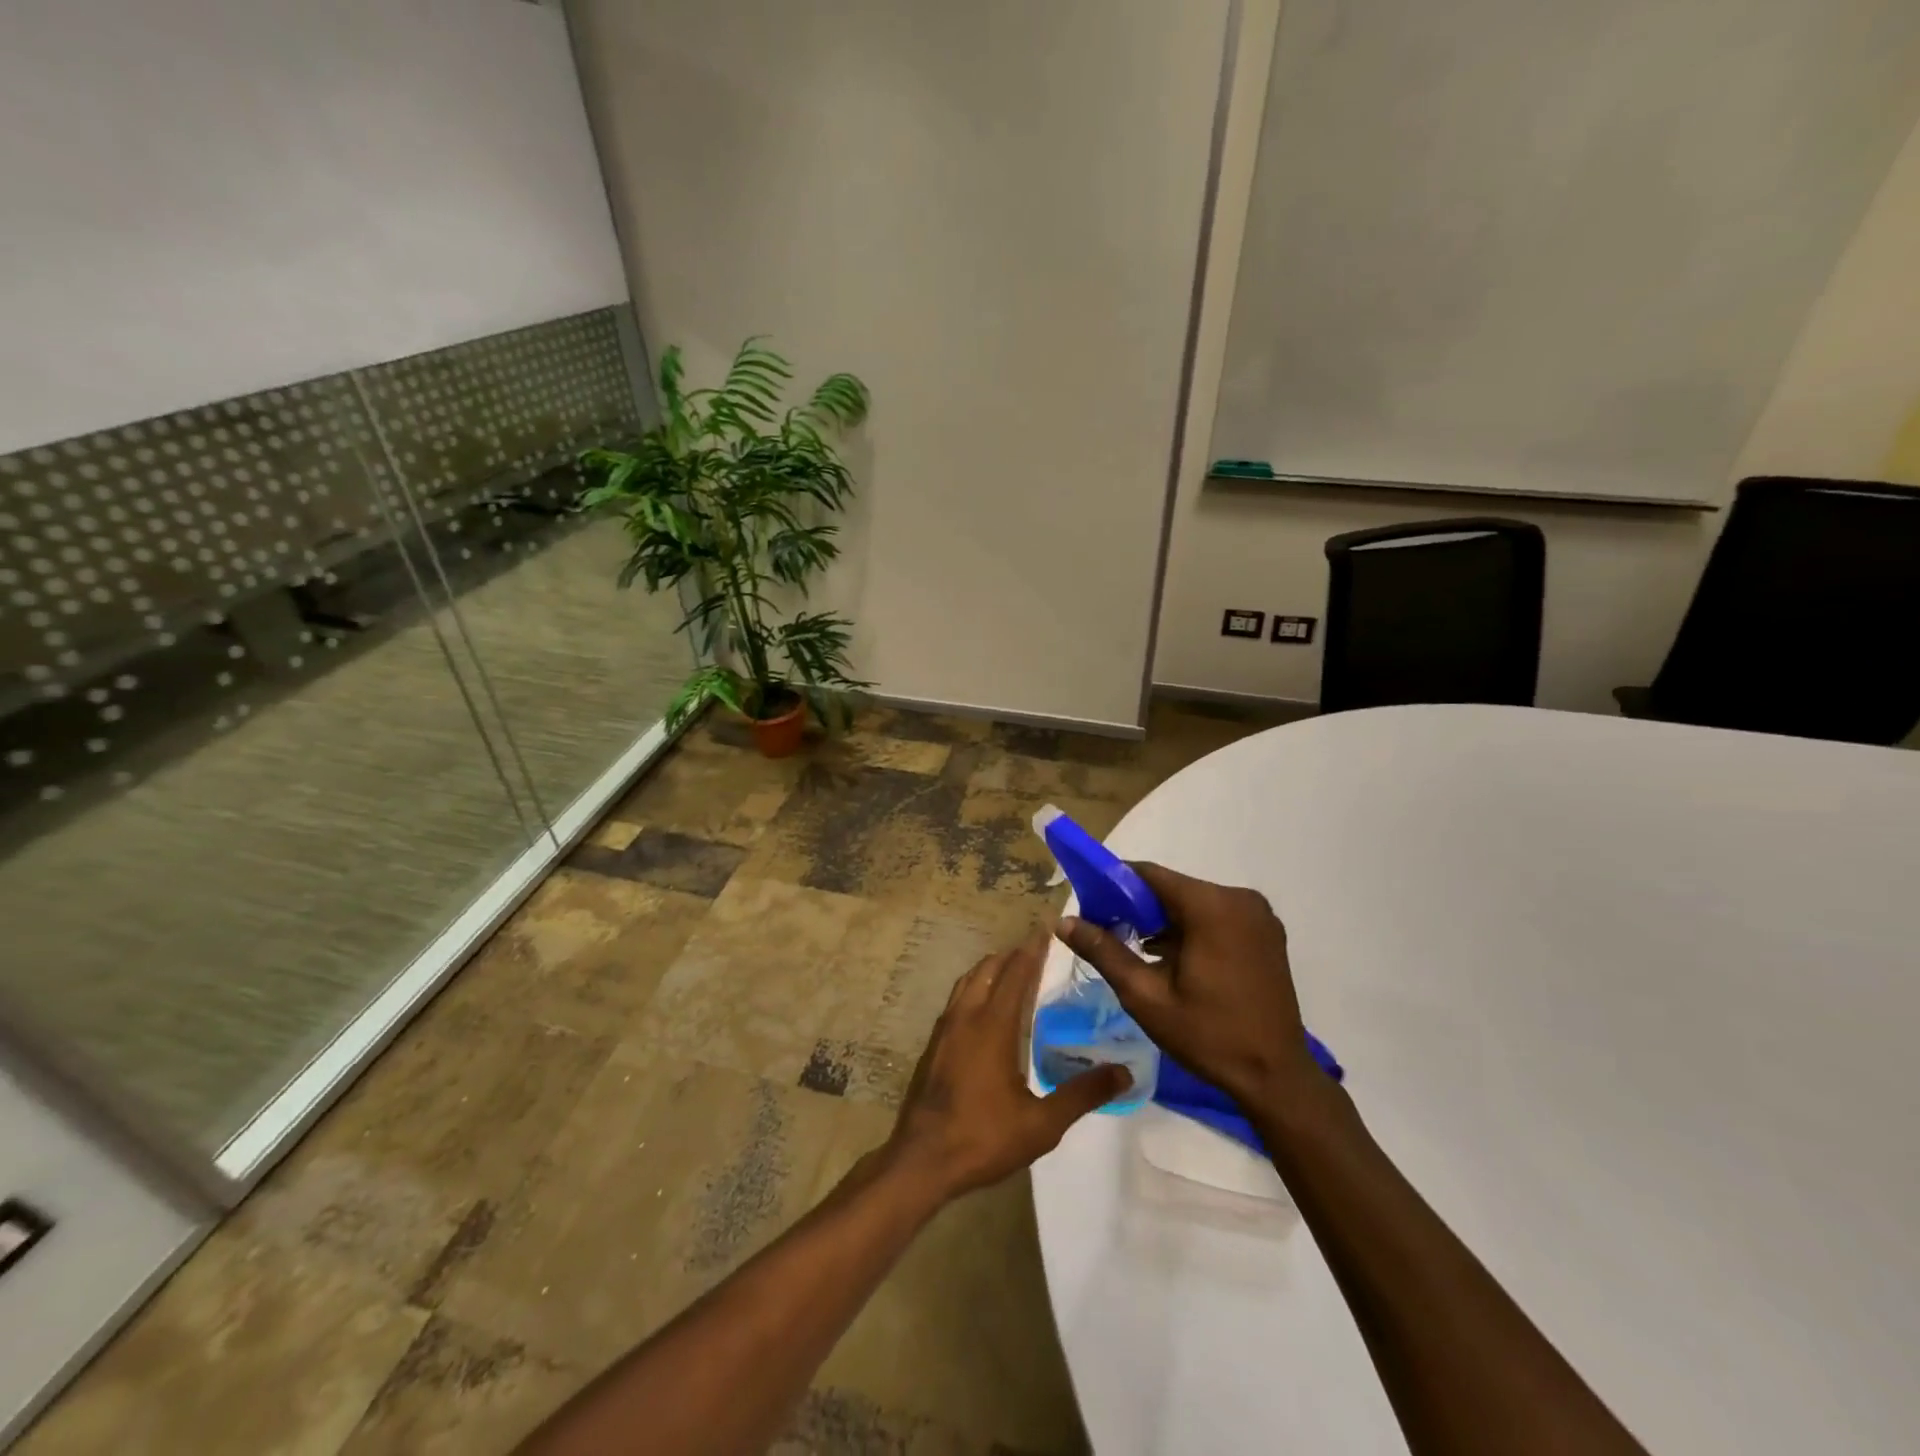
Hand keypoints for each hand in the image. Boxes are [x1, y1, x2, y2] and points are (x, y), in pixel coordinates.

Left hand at [884, 931, 1129, 1201]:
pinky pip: (956, 1000)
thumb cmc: (982, 1138)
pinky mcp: (933, 1045)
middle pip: (988, 970)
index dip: (1032, 951)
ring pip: (967, 982)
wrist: (921, 1160)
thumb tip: (1124, 1073)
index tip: (1046, 930)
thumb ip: (1082, 1094)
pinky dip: (974, 988)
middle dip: (1012, 955)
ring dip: (990, 969)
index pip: (1015, 975)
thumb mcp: (1042, 1124)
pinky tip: (983, 1009)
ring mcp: (944, 1030)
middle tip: (1035, 950)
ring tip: (1011, 970)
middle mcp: (966, 1017)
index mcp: (993, 1026)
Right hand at [1057, 863, 1317, 1107]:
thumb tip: (1063, 922)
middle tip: (1110, 934)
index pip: (1150, 874)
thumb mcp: (1146, 996)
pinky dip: (1191, 930)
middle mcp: (1240, 899)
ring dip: (1165, 921)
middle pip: (1173, 888)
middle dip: (1138, 906)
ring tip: (1138, 952)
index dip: (1114, 883)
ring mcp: (1258, 916)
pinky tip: (1174, 960)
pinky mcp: (1266, 934)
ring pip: (1194, 903)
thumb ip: (1104, 951)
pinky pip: (1217, 917)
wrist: (1276, 1078)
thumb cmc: (1208, 1035)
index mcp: (1212, 906)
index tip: (1090, 904)